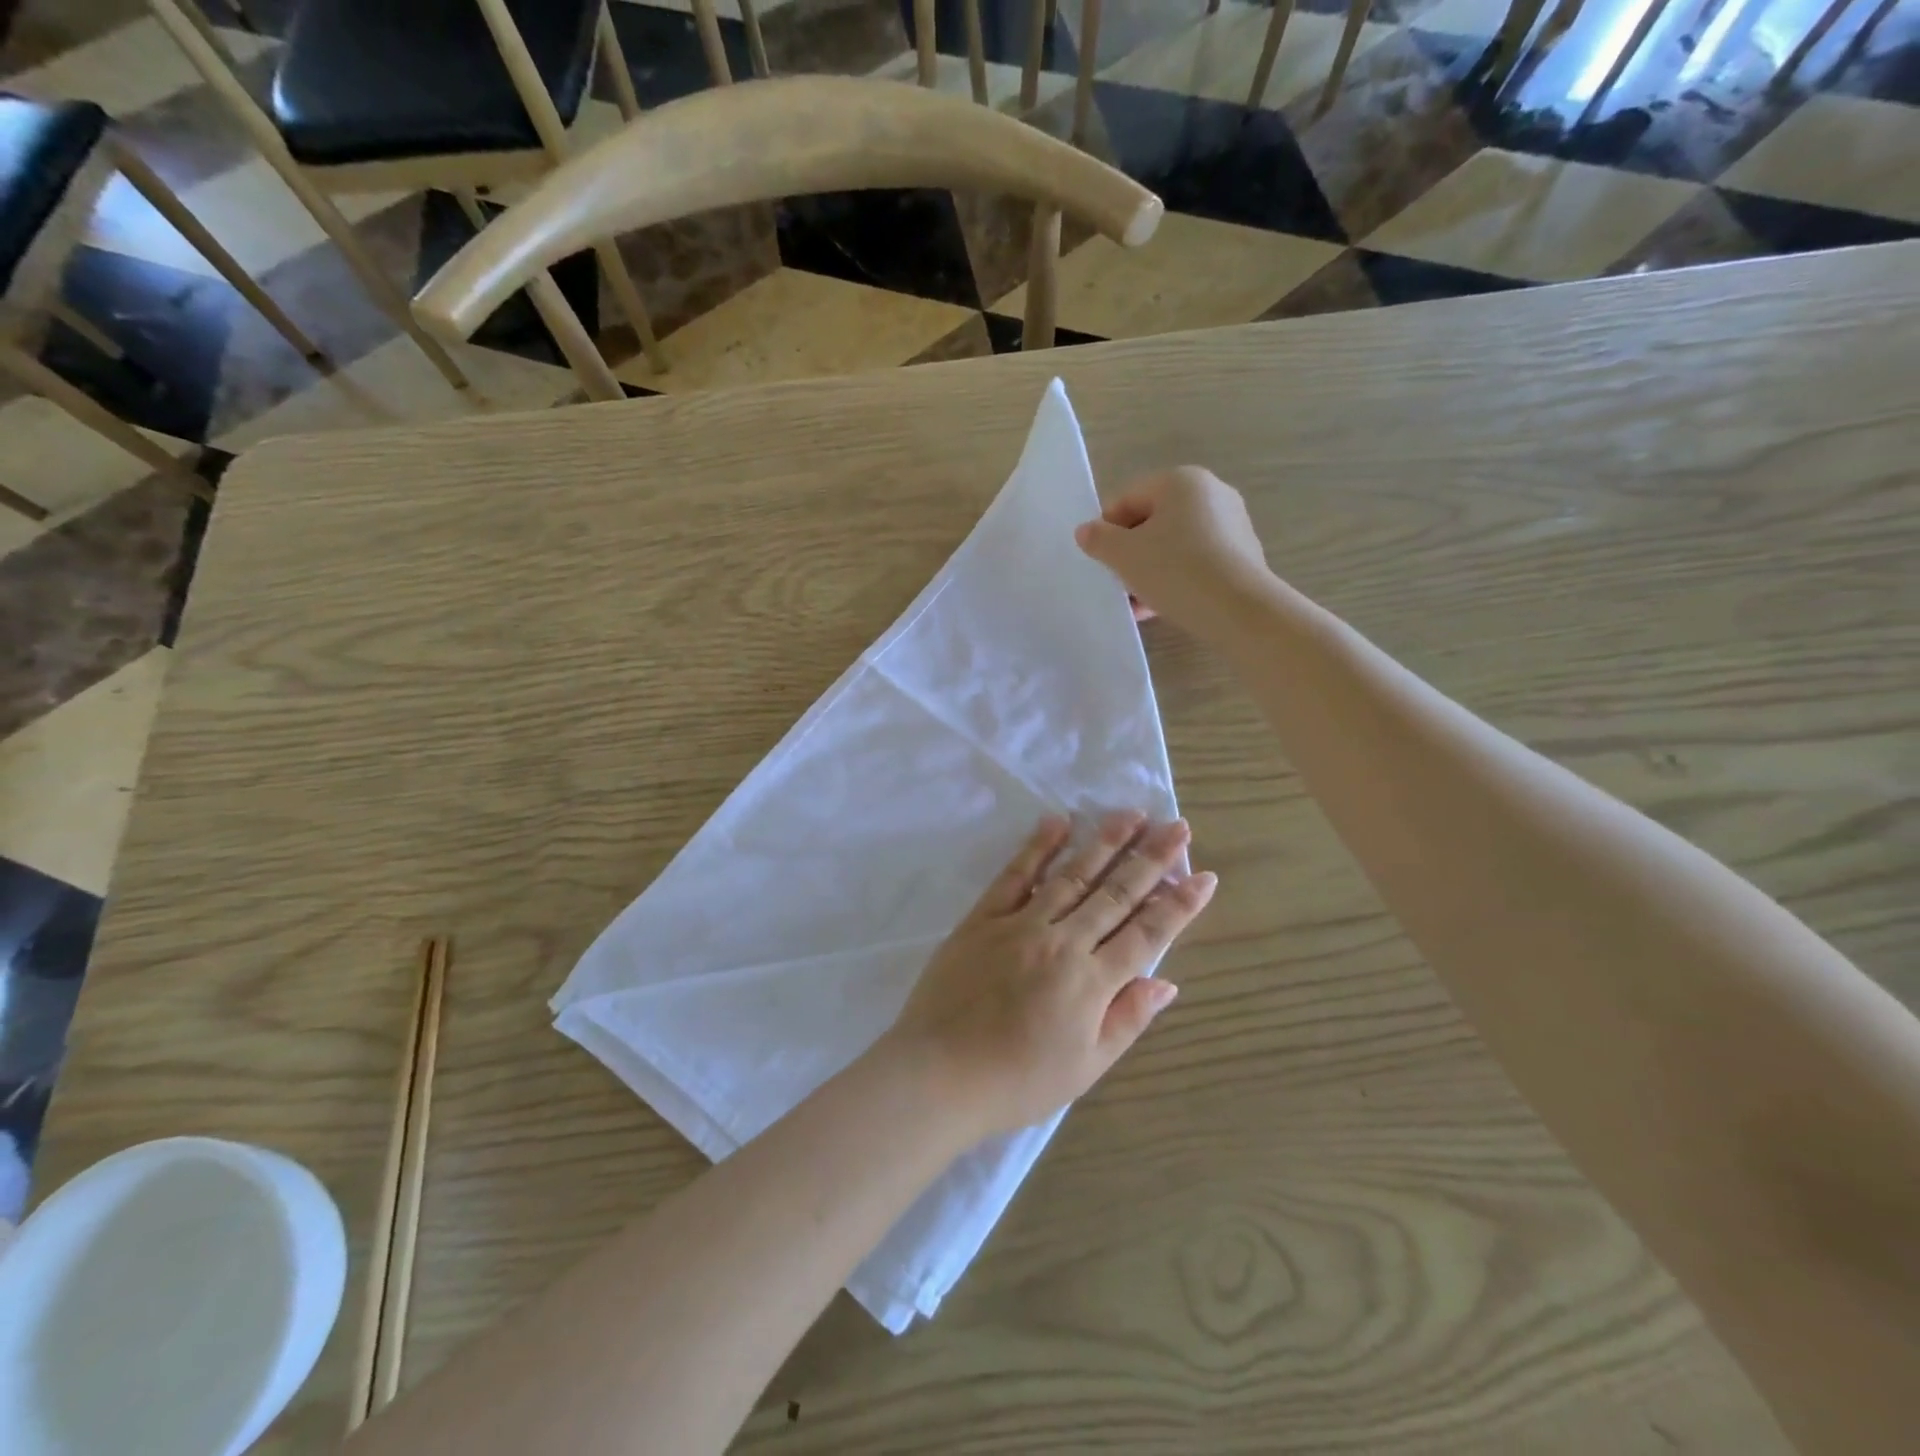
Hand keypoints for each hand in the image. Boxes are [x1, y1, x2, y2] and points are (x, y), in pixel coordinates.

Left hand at [883, 813, 1216, 1137]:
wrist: (939, 1074)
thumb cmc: (1017, 1081)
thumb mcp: (1085, 1066)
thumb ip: (1127, 1019)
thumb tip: (1167, 982)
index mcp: (1092, 982)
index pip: (1147, 934)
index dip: (1179, 905)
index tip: (1204, 875)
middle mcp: (1063, 942)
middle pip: (1115, 894)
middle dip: (1151, 859)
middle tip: (1176, 826)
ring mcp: (1020, 925)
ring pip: (1071, 875)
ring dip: (1104, 842)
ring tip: (1131, 814)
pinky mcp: (983, 918)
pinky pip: (1014, 875)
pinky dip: (1038, 847)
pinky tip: (1058, 821)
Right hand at [1074, 467, 1271, 630]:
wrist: (1238, 609)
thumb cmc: (1175, 570)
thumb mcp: (1124, 555)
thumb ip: (1099, 539)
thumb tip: (1086, 531)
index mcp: (1181, 481)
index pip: (1128, 499)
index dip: (1106, 530)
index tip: (1099, 561)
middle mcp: (1212, 493)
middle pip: (1153, 522)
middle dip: (1130, 554)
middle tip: (1118, 583)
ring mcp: (1232, 524)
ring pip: (1175, 545)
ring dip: (1151, 571)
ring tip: (1137, 603)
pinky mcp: (1243, 555)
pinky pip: (1198, 562)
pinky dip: (1177, 579)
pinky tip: (1163, 606)